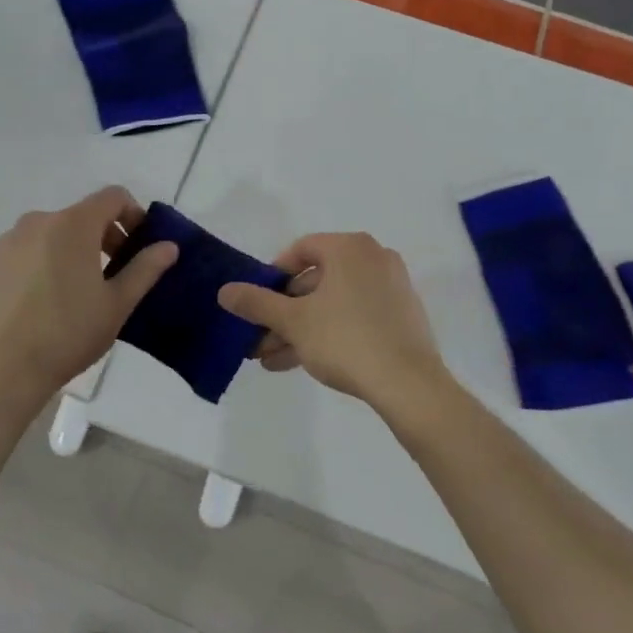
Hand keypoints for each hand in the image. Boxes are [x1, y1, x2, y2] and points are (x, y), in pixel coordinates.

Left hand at [0, 187, 177, 404]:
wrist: (1, 370)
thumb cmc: (68, 334)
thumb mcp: (117, 304)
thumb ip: (146, 269)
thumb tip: (169, 246)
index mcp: (73, 225)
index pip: (113, 197)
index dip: (134, 215)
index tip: (139, 248)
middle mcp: (38, 222)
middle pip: (83, 215)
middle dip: (106, 237)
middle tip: (115, 276)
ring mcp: (8, 241)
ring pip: (54, 233)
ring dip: (74, 250)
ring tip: (79, 292)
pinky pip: (28, 250)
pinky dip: (45, 262)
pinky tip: (46, 301)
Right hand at [217, 233, 445, 404]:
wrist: (408, 384)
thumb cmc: (345, 339)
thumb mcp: (293, 321)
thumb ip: (256, 303)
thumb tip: (224, 291)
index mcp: (350, 248)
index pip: (301, 249)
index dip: (273, 275)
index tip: (258, 301)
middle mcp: (374, 258)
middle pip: (316, 281)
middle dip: (284, 312)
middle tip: (260, 338)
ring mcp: (391, 288)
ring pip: (333, 303)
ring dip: (301, 329)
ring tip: (273, 359)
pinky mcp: (401, 316)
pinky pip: (355, 316)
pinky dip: (329, 332)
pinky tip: (303, 362)